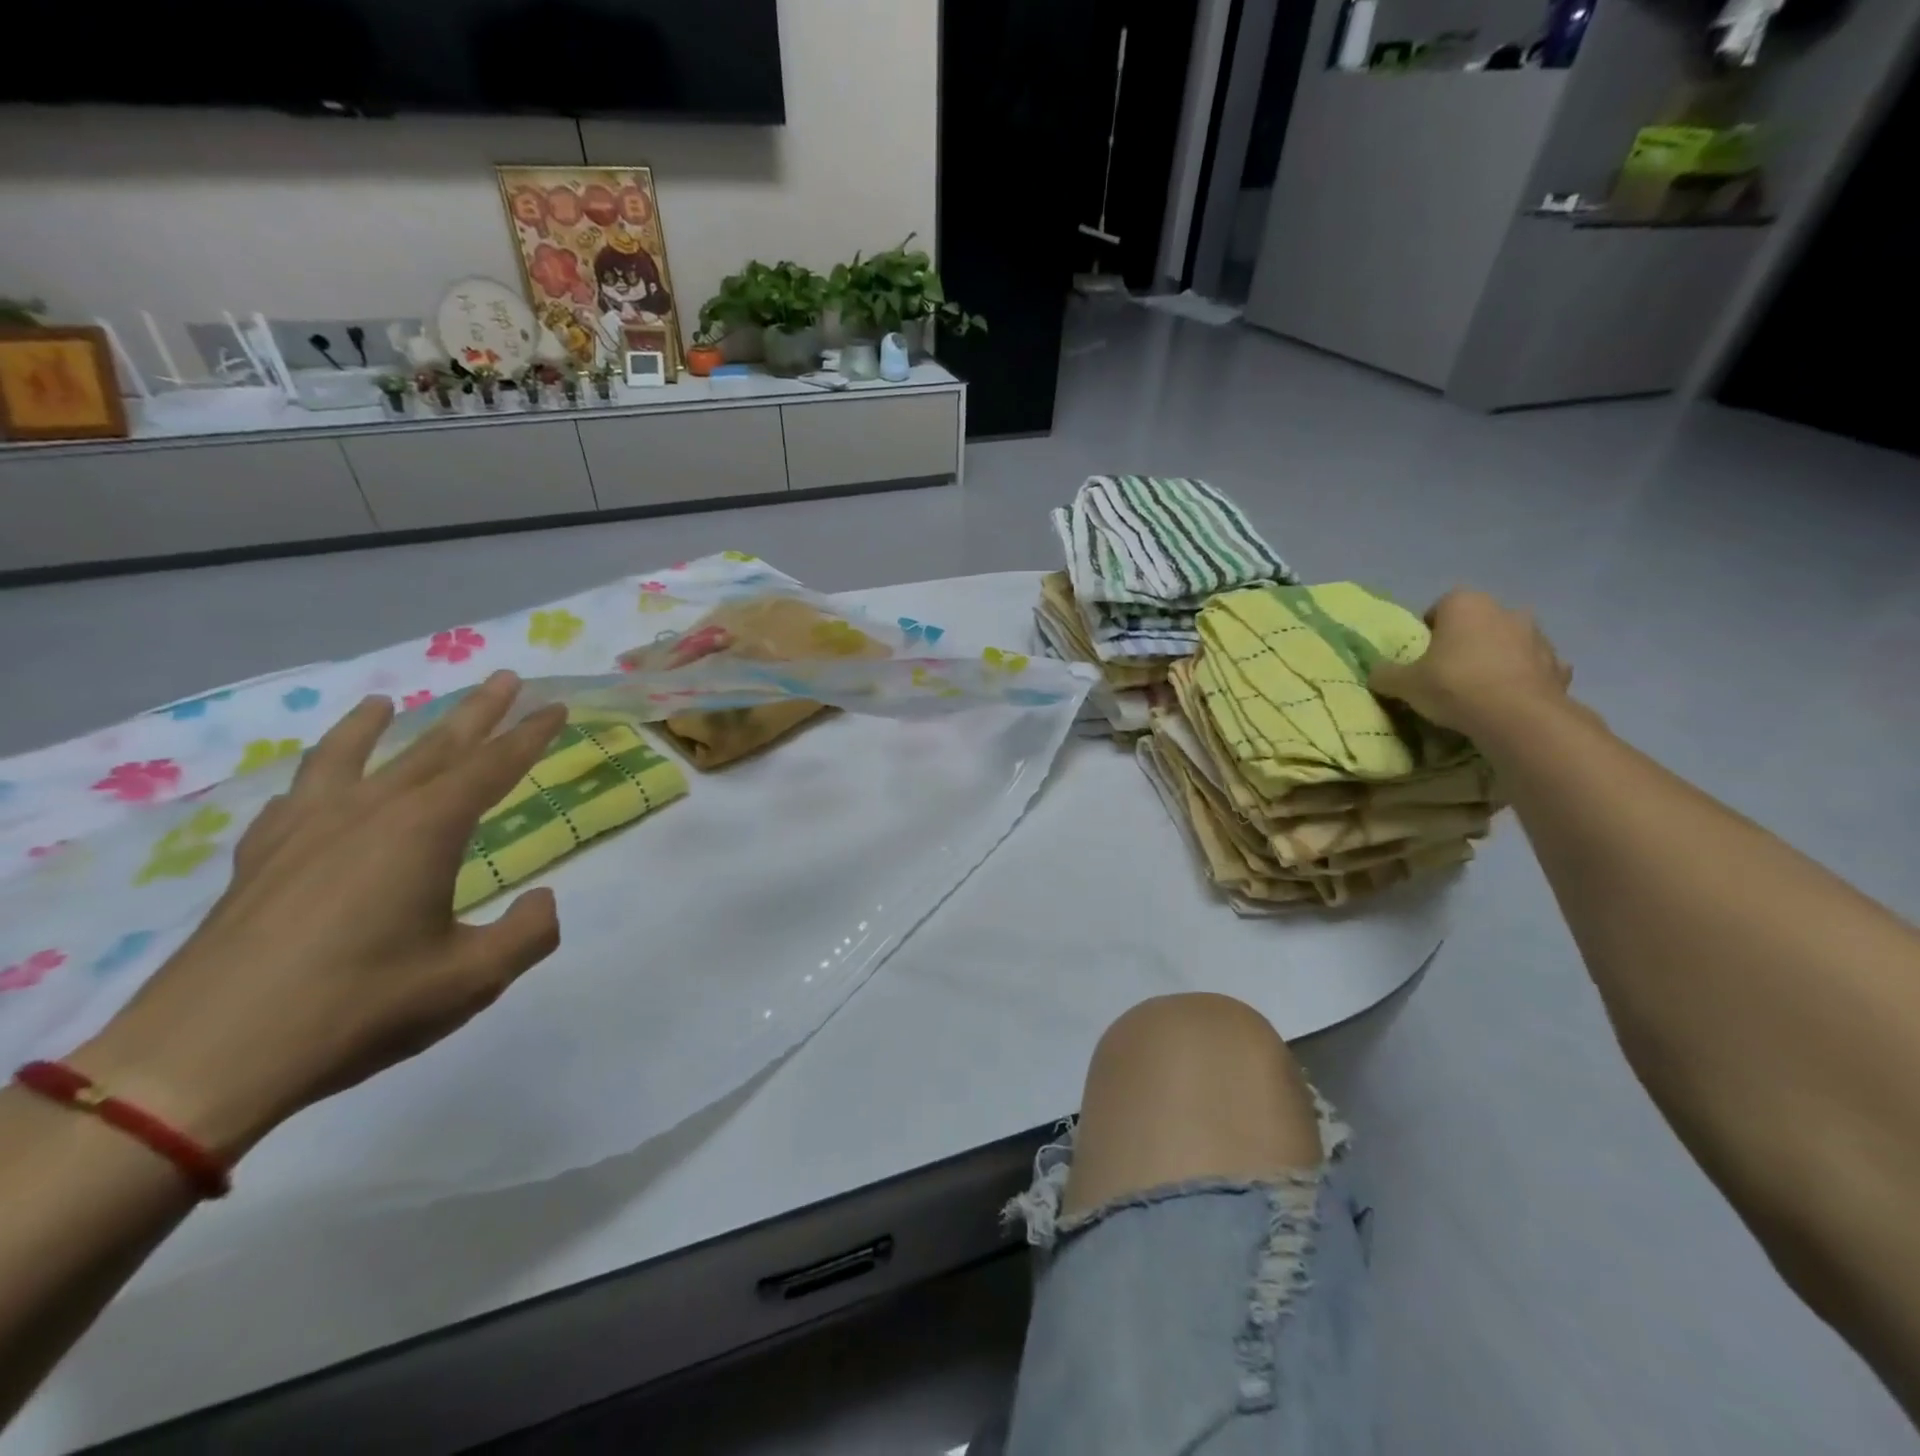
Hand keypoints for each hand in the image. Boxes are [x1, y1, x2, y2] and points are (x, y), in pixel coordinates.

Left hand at [68, 673, 568, 1162]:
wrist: (206, 1058)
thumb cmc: (359, 1008)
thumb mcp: (474, 978)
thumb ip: (529, 932)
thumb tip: (544, 899)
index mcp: (426, 831)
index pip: (493, 767)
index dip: (530, 735)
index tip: (556, 706)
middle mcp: (369, 813)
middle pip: (434, 748)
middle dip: (477, 712)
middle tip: (505, 678)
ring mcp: (307, 831)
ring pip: (354, 759)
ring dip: (378, 727)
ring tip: (389, 701)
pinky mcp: (260, 860)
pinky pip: (295, 798)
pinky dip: (312, 778)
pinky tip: (317, 782)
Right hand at [1369, 589, 1572, 735]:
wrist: (1517, 716)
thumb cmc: (1453, 685)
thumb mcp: (1403, 683)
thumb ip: (1386, 675)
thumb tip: (1377, 674)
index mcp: (1465, 604)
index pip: (1441, 607)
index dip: (1429, 630)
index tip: (1422, 656)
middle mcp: (1505, 611)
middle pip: (1479, 623)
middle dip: (1466, 641)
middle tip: (1448, 672)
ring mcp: (1538, 637)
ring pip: (1510, 643)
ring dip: (1497, 658)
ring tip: (1480, 690)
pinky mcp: (1559, 666)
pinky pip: (1535, 668)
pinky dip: (1524, 679)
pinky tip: (1508, 700)